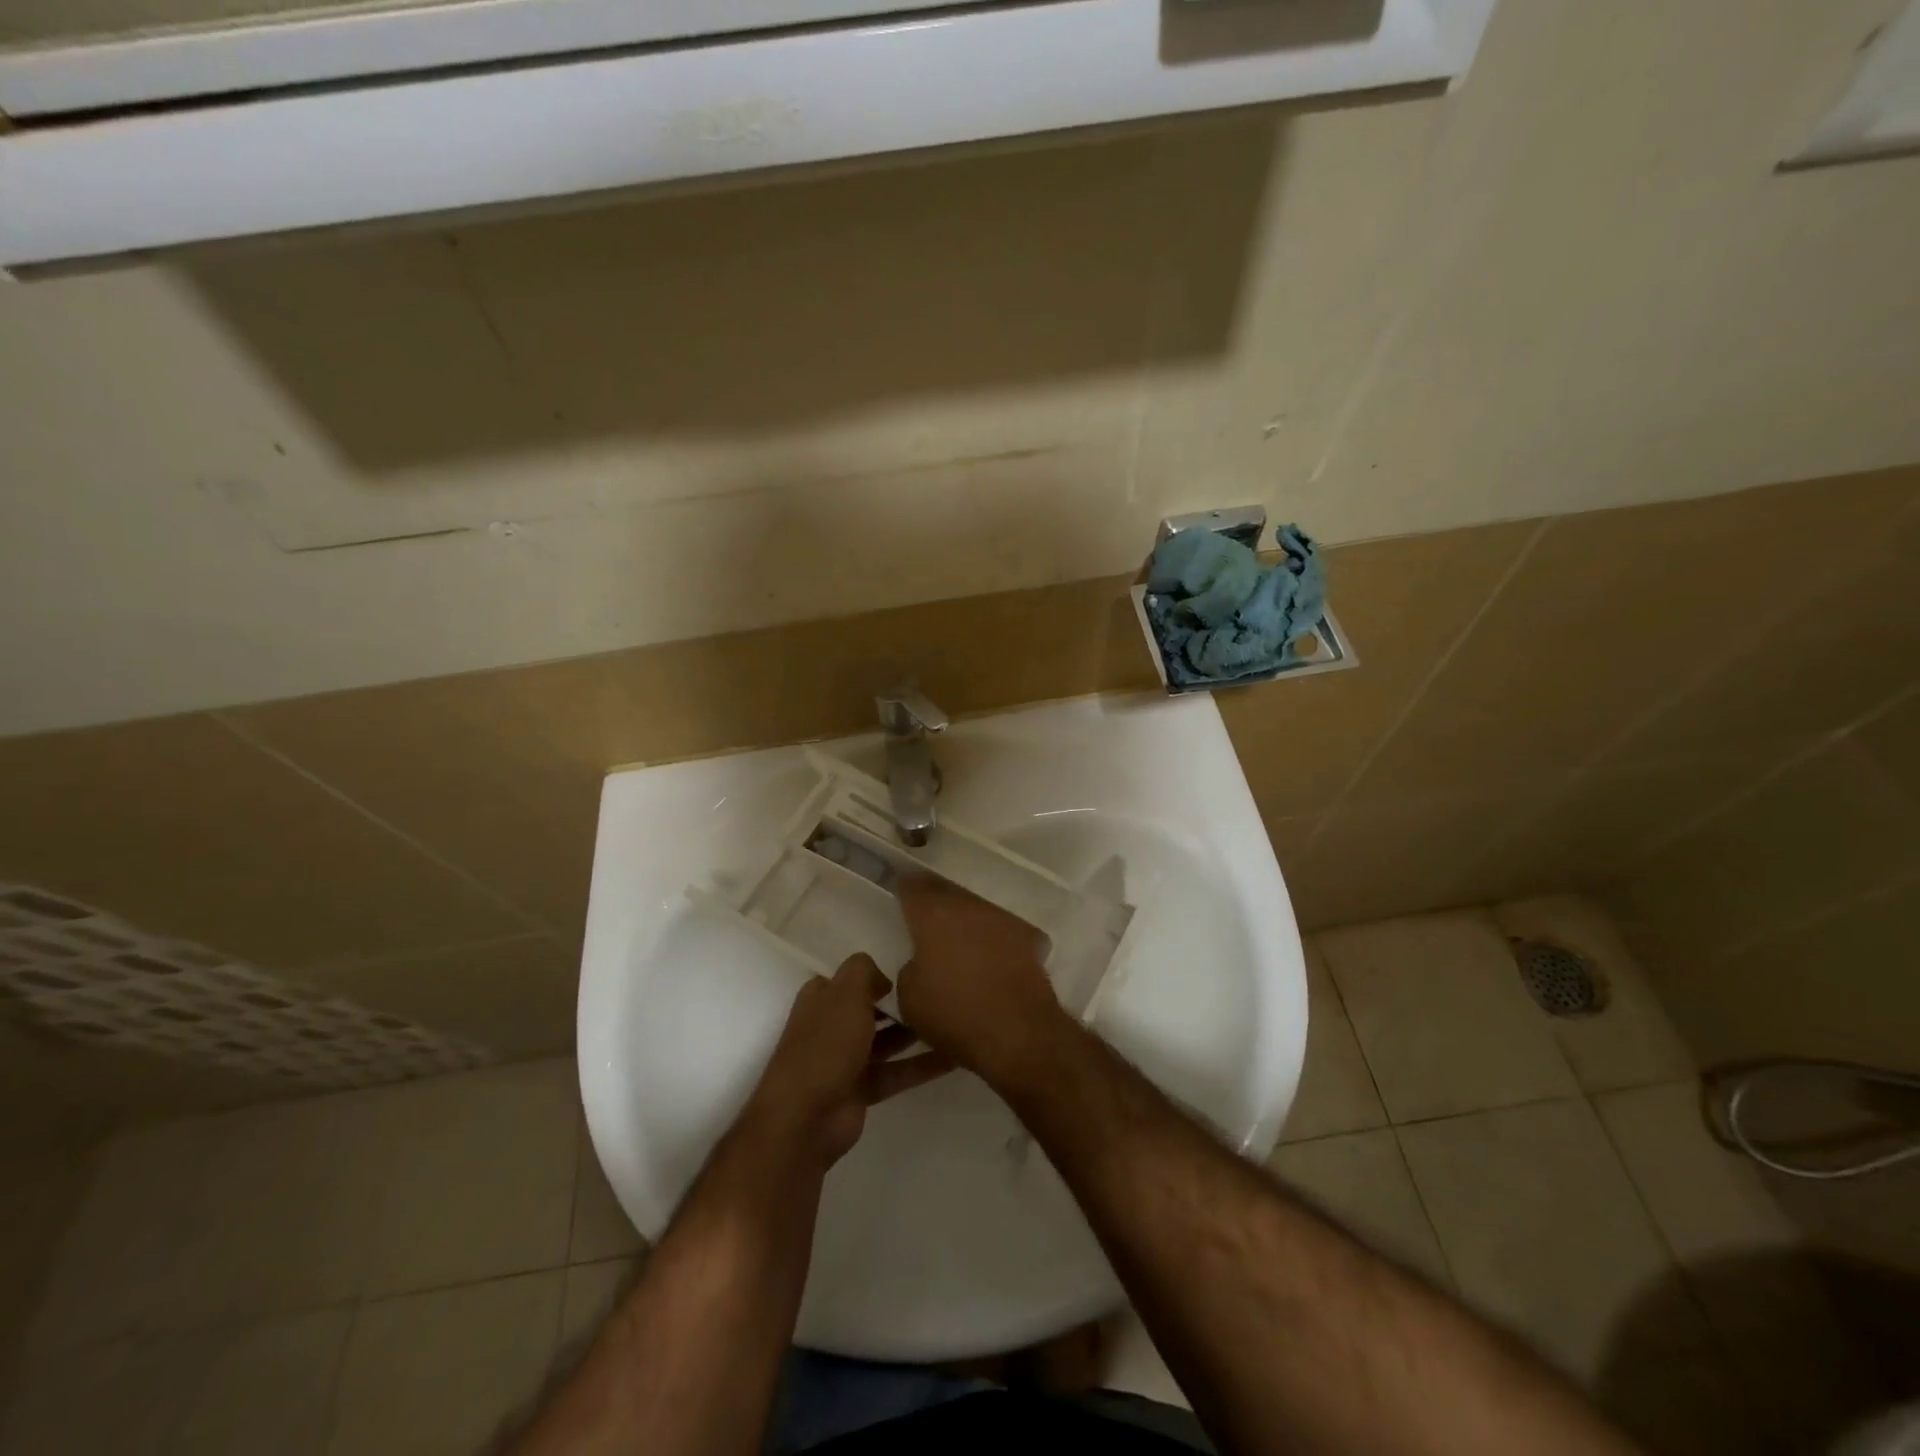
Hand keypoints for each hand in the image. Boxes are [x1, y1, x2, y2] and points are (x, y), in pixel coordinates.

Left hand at [746, 954, 951, 1166]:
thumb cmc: (827, 1043)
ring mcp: (845, 1061)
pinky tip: (953, 1058)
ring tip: (950, 1023)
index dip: (872, 975)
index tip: (906, 972)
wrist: (807, 1116)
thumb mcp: (846, 992)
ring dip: (913, 1034)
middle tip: (935, 997)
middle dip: (897, 1005)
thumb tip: (882, 979)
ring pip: (885, 1042)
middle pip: (868, 1010)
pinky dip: (921, 1066)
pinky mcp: (861, 1090)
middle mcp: (831, 1027)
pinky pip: (896, 1072)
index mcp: (821, 999)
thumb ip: (864, 971)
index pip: (848, 979)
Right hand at [894, 876, 1065, 1084]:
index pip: (914, 885)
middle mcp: (968, 906)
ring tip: (961, 941)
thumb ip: (910, 969)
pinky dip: (995, 939)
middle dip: (936, 901)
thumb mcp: (910, 998)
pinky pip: (1003, 930)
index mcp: (933, 915)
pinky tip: (994, 959)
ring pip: (977, 909)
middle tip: (928, 917)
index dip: (906, 887)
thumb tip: (922, 963)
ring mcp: (1003, 918)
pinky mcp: (1029, 936)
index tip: (902, 892)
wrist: (1017, 1032)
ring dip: (967, 920)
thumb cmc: (955, 1014)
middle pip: (947, 892)